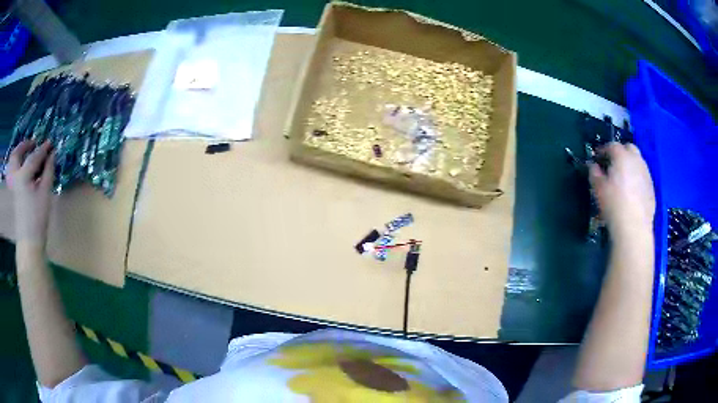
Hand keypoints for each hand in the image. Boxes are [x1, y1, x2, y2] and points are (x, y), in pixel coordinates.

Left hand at [5, 140, 55, 246]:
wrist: (29, 242)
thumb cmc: (38, 218)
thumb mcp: (45, 194)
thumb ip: (48, 171)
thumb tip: (52, 154)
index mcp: (23, 175)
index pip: (34, 156)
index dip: (43, 149)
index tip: (51, 143)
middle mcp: (15, 177)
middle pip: (16, 154)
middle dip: (24, 146)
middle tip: (33, 143)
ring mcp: (12, 185)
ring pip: (11, 163)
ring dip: (18, 154)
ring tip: (26, 153)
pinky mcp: (13, 193)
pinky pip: (12, 172)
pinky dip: (16, 165)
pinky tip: (23, 168)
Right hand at [589, 142, 655, 237]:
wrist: (634, 228)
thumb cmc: (614, 205)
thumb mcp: (598, 188)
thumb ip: (594, 173)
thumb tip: (593, 166)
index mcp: (622, 156)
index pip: (611, 145)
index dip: (603, 150)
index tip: (597, 158)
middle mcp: (636, 160)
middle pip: (629, 148)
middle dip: (621, 153)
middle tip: (612, 165)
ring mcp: (646, 174)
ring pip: (638, 163)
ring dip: (630, 166)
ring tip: (623, 180)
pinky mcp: (652, 189)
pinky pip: (643, 178)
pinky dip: (637, 180)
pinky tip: (632, 194)